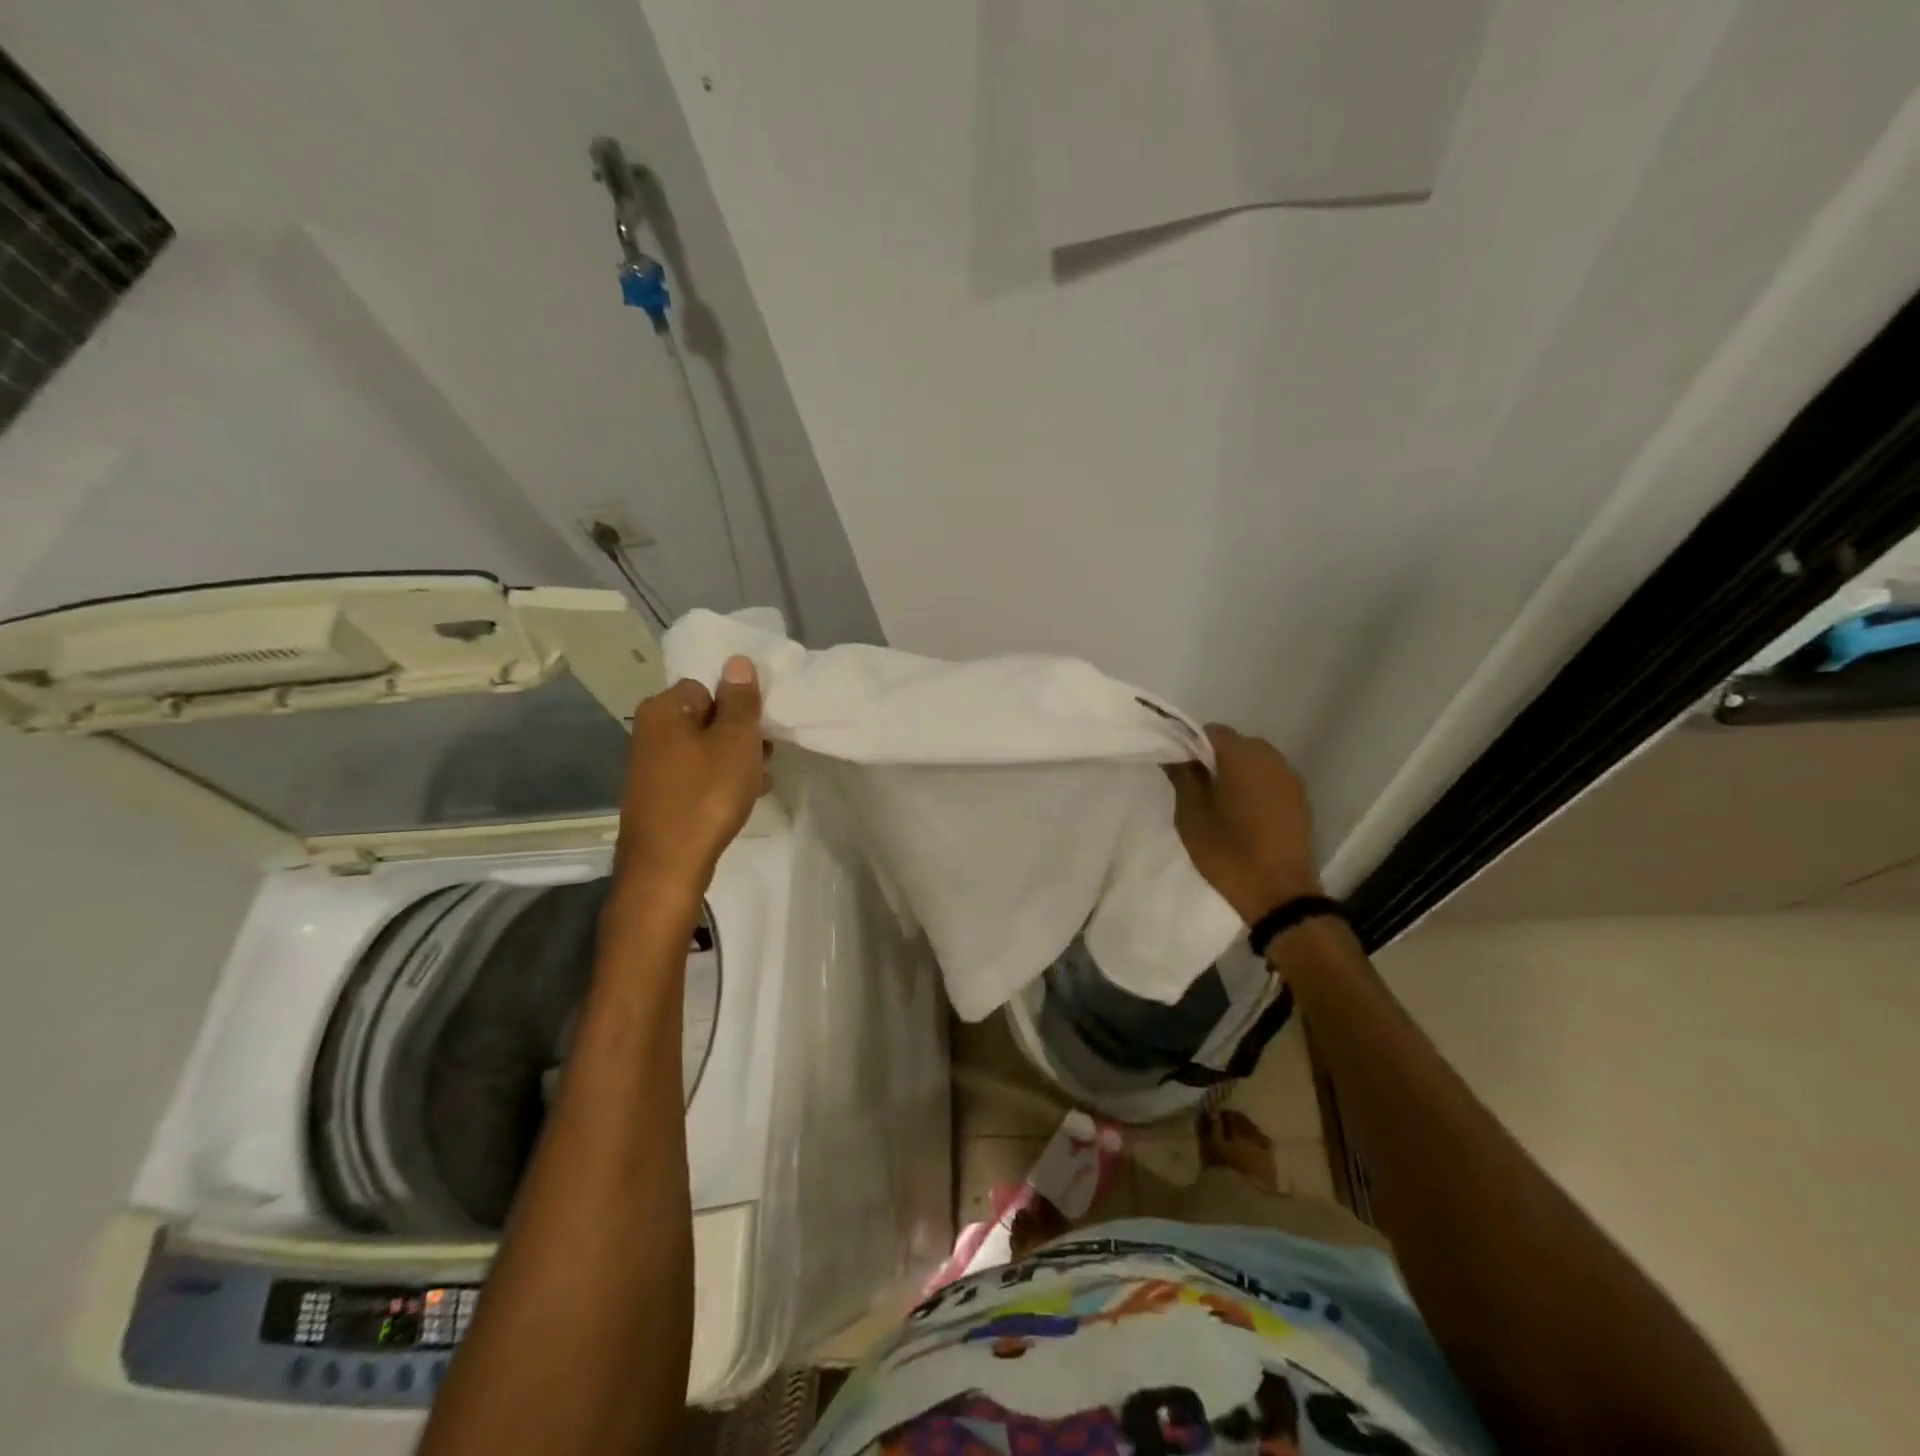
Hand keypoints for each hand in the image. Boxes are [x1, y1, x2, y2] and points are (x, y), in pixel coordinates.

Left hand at [613, 655, 767, 898]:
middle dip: (739, 737)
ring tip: (756, 785)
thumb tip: (737, 661)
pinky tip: (737, 802)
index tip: (757, 733)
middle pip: (707, 718)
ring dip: (734, 763)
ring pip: (705, 750)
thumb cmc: (706, 795)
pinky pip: (696, 776)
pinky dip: (718, 784)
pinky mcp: (657, 796)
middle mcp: (649, 732)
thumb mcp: (736, 742)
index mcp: (663, 709)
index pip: (708, 687)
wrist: (667, 866)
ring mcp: (651, 767)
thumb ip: (741, 700)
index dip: (737, 708)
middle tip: (762, 761)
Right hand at [1166, 724, 1321, 924]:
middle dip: (1214, 759)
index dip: (1190, 745)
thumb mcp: (1191, 814)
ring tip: (1220, 804)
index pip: (1210, 731)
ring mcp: (1290, 778)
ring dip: (1236, 774)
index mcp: (1241, 755)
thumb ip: (1182, 777)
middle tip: (1196, 788)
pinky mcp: (1300, 800)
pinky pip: (1270, 781)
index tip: (1179, 769)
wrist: (1279, 893)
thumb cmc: (1227, 850)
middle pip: (1235, 744)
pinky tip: (1244, 816)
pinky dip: (1254, 789)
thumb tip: (1174, 754)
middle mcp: (1270, 757)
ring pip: (1254, 763)